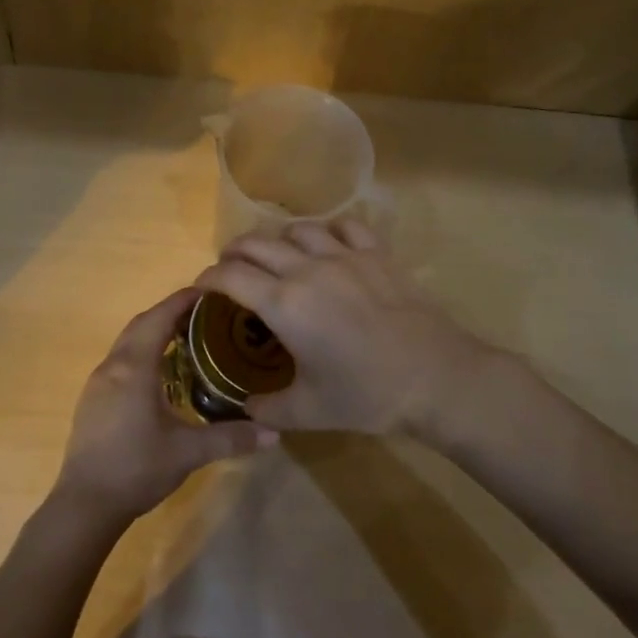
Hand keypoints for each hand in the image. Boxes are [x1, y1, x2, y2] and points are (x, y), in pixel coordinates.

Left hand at [52, 288, 273, 530]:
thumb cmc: (137, 468)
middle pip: (140, 325)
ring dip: (153, 333)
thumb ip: (230, 438)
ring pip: (127, 343)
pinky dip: (141, 354)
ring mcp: (97, 384)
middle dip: (169, 313)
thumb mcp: (188, 452)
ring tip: (186, 339)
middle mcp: (112, 367)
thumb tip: (275, 433)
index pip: (158, 319)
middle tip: (203, 313)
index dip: (182, 301)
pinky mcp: (92, 401)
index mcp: (134, 368)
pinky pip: (120, 362)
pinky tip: (159, 375)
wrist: (85, 503)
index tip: (208, 290)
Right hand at [194, 220, 492, 436]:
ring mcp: (345, 256)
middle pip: (257, 244)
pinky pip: (345, 226)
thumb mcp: (308, 411)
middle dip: (234, 253)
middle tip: (231, 269)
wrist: (435, 378)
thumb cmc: (366, 395)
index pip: (231, 276)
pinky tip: (328, 245)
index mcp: (284, 304)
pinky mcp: (377, 254)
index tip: (201, 287)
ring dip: (278, 240)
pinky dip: (328, 231)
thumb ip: (268, 410)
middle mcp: (307, 269)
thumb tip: (247, 408)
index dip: (208, 278)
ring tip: (276, 256)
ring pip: (298, 229)